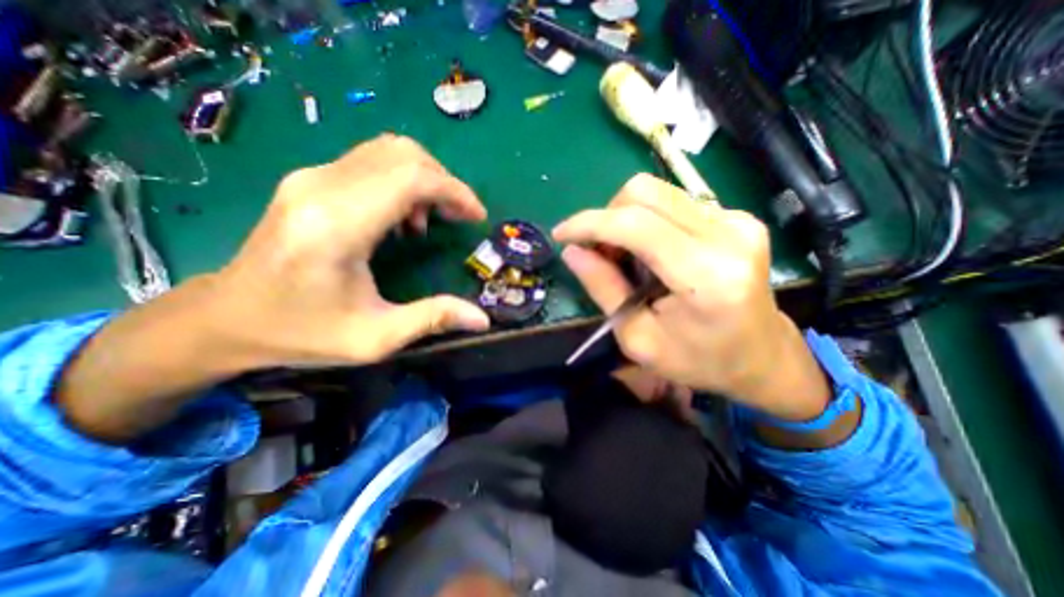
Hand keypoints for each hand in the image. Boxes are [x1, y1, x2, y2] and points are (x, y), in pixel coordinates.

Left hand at [207, 134, 488, 367]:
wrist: (227, 318)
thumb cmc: (302, 332)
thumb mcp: (376, 337)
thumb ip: (432, 319)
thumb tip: (483, 318)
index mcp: (338, 225)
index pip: (411, 178)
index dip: (455, 191)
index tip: (476, 217)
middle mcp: (322, 187)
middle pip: (403, 155)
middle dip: (445, 182)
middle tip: (460, 217)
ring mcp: (312, 178)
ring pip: (389, 151)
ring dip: (425, 179)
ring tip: (432, 219)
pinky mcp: (310, 181)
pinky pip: (372, 162)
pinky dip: (403, 181)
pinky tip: (403, 217)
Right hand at [554, 175, 835, 421]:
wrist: (762, 357)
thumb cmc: (698, 359)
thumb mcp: (638, 337)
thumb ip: (604, 289)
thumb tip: (572, 252)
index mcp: (707, 276)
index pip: (636, 224)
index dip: (590, 223)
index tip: (561, 234)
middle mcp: (729, 235)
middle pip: (645, 193)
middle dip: (606, 217)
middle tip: (597, 252)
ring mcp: (738, 221)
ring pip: (657, 193)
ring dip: (625, 219)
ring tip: (623, 256)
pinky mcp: (737, 218)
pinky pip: (674, 203)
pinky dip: (647, 221)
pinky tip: (649, 252)